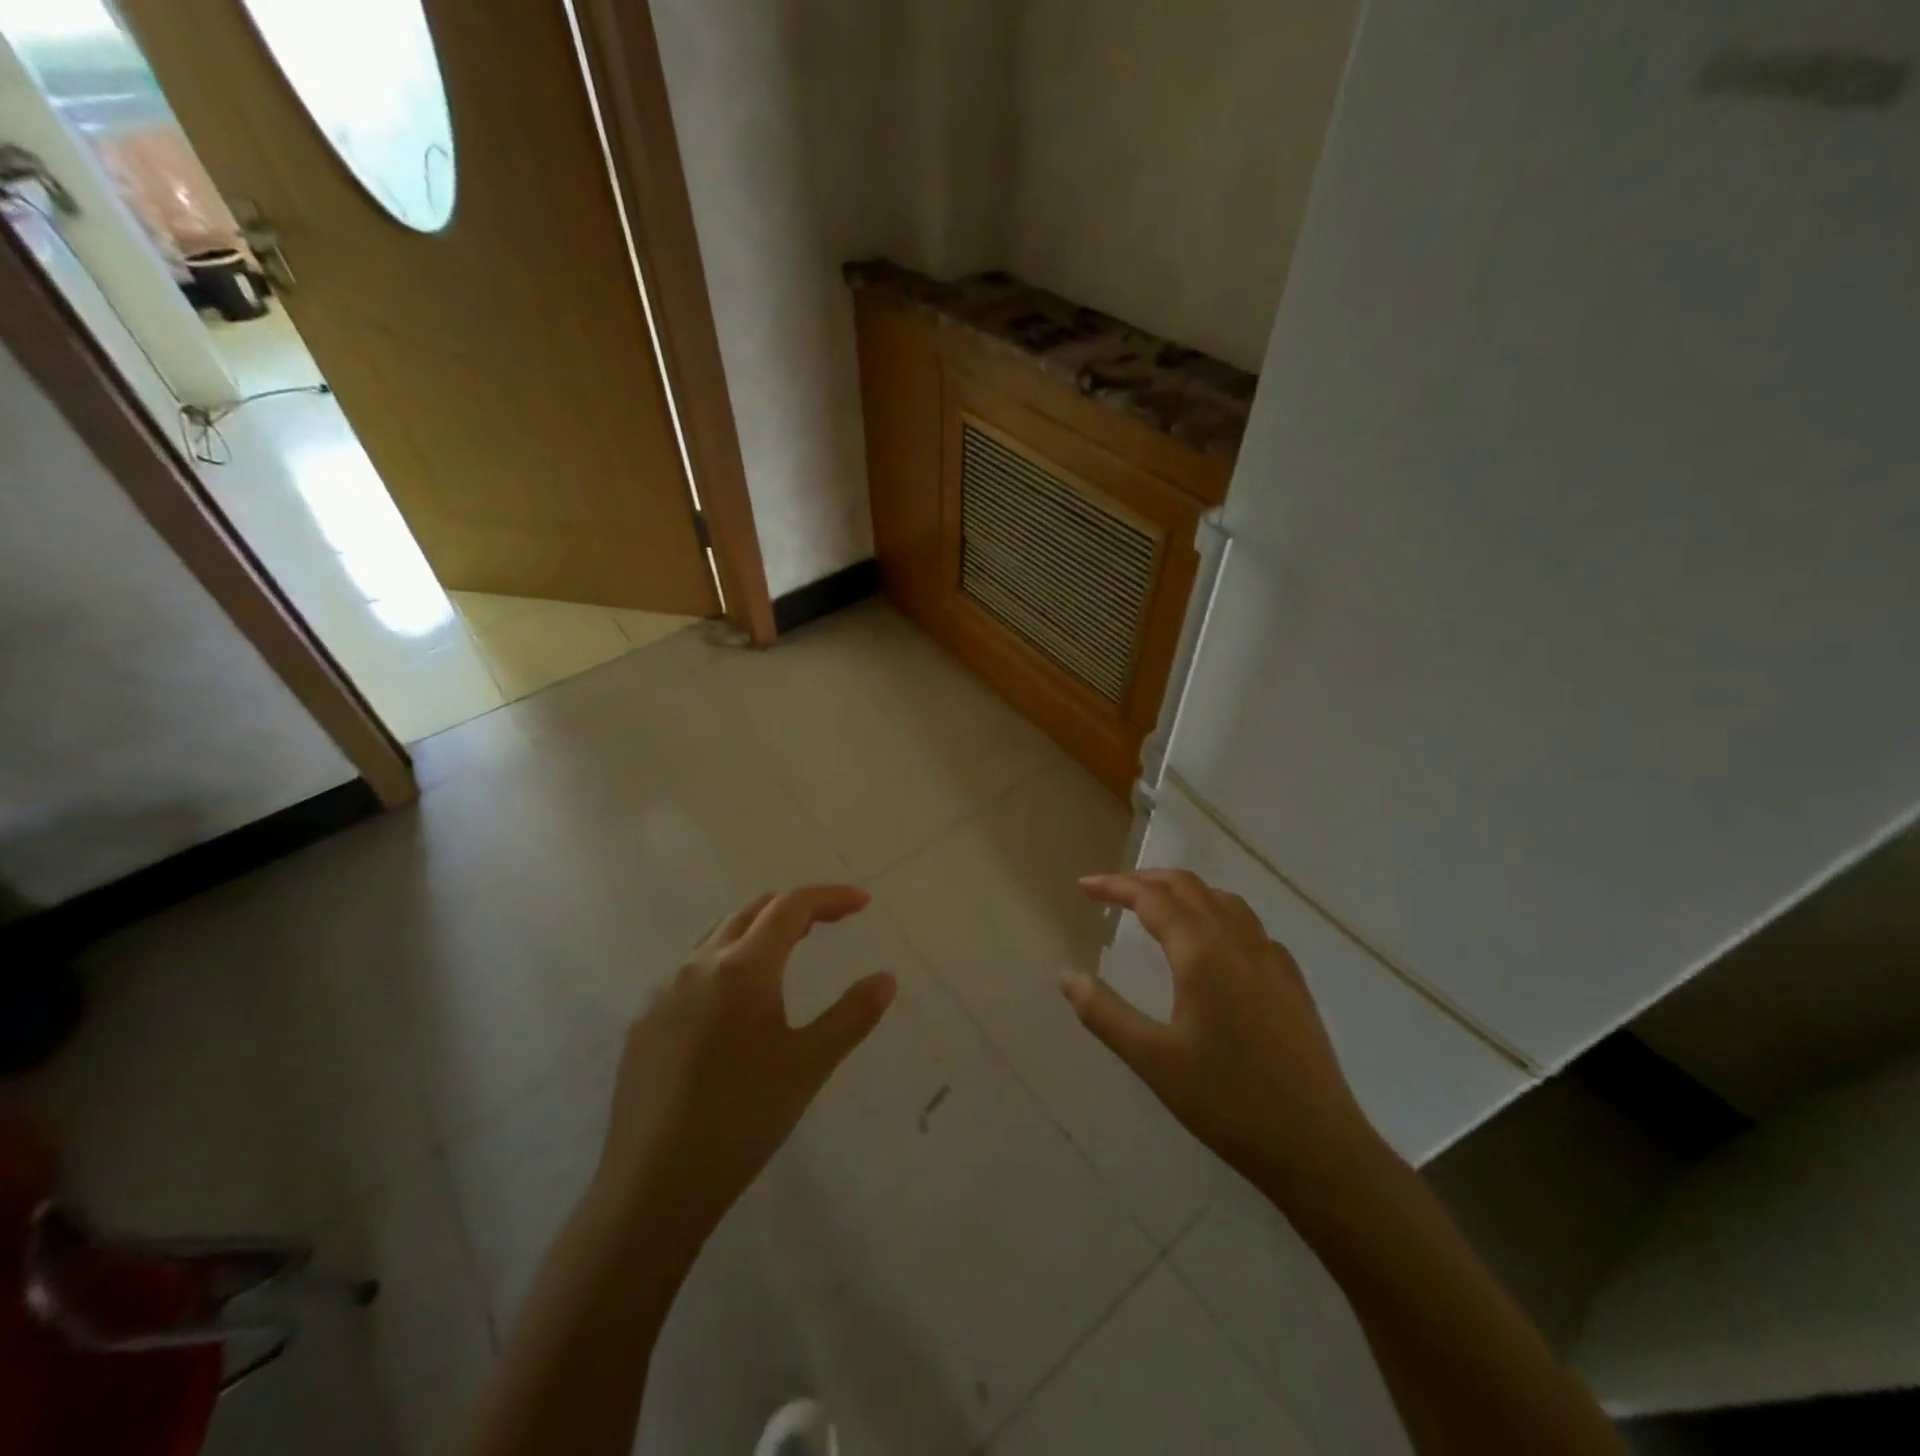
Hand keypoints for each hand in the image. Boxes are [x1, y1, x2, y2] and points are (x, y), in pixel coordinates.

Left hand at [592, 886, 896, 1249]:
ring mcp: (663, 992)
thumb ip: (852, 1015)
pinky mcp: (644, 1022)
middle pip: (753, 911)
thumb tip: (886, 978)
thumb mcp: (809, 1066)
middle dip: (796, 908)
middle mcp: (698, 965)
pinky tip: (736, 1006)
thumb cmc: (742, 1119)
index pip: (792, 907)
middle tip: (832, 923)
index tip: (863, 902)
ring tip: (789, 953)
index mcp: (742, 967)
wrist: (652, 1187)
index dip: (830, 897)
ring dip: (759, 931)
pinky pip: (692, 972)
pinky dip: (727, 964)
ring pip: (718, 936)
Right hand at [1065, 870, 1383, 1196]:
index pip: (1152, 898)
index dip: (1115, 886)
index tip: (1085, 886)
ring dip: (1185, 892)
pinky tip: (1213, 944)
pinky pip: (1249, 925)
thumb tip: (1066, 975)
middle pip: (1189, 887)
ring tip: (1158, 906)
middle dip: (1147, 880)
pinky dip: (1217, 914)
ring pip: (1223, 900)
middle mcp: (1238, 942)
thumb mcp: (1153, 1060)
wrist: (1318, 1148)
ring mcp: (1272, 958)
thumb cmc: (1227, 1103)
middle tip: (1113, 891)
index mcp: (1202, 953)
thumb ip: (1104, 1013)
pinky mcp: (1292, 981)